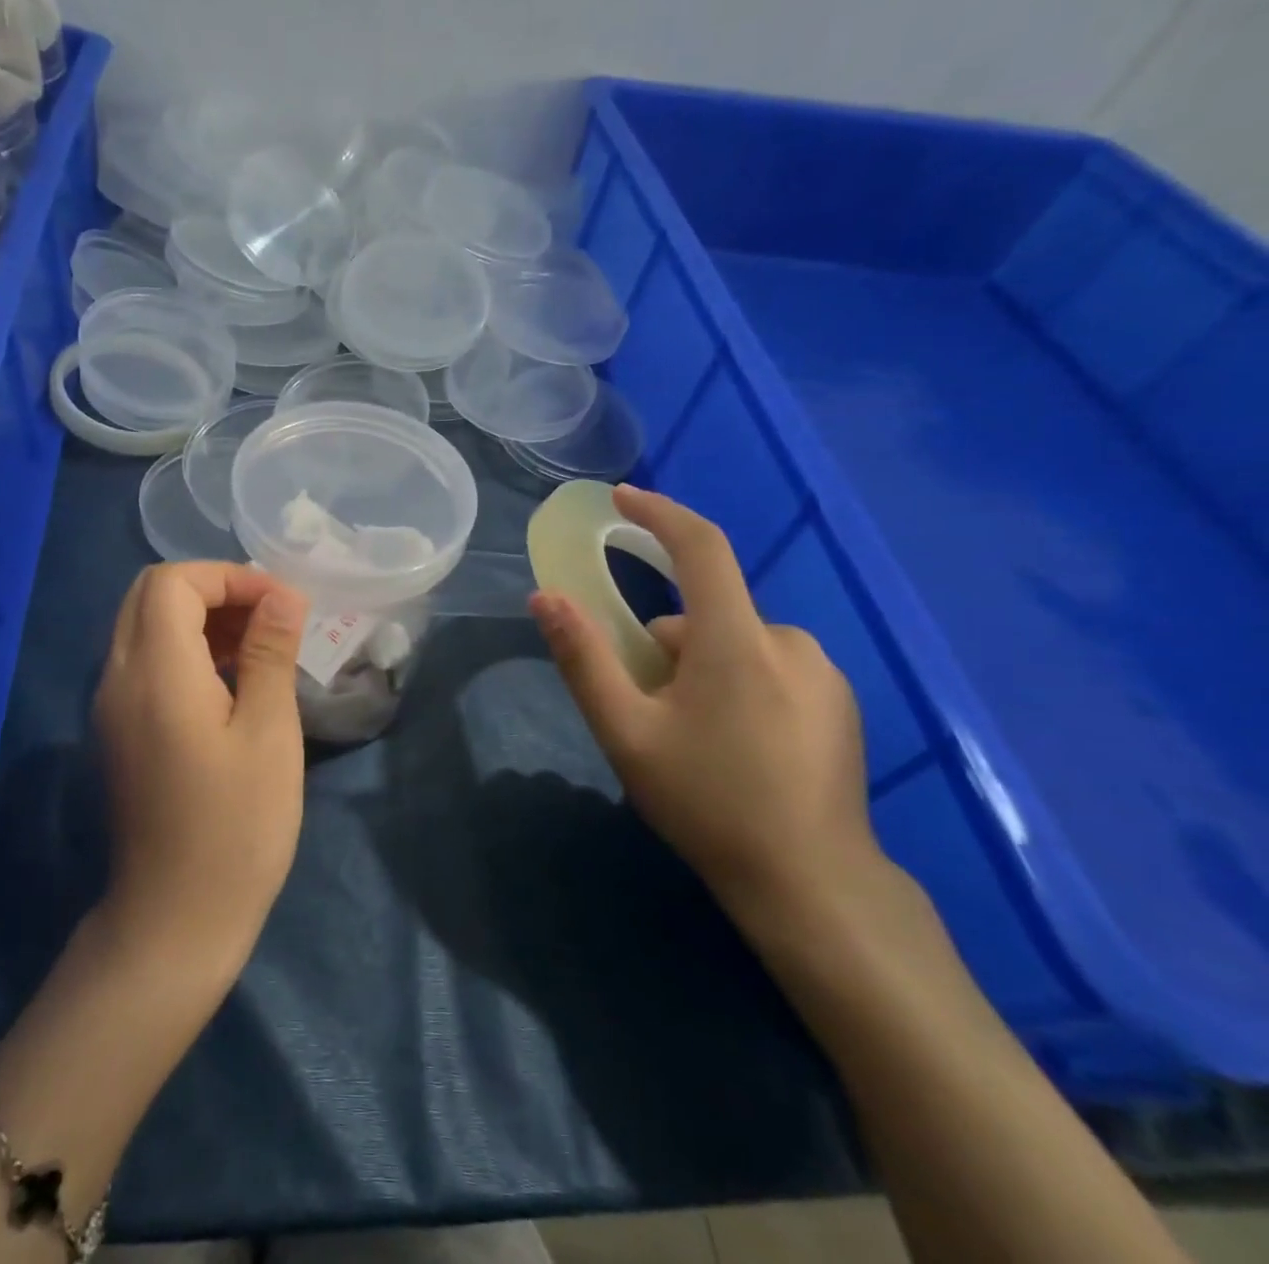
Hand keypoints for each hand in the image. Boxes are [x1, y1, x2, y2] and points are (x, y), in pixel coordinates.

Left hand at [94, 562, 309, 960]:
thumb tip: (283, 595)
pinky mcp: (119, 730)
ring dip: (199, 618)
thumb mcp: (268, 732)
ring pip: (144, 626)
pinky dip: (184, 648)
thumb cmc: (236, 827)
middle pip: (150, 594)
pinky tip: (230, 679)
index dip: (228, 577)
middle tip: (268, 617)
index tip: (280, 605)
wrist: (175, 920)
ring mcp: (111, 705)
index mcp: (155, 672)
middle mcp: (119, 677)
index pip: (172, 582)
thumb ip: (269, 652)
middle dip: (212, 590)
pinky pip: (144, 661)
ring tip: (258, 645)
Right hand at [529, 485, 879, 927]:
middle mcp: (789, 642)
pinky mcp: (841, 703)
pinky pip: (772, 668)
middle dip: (667, 646)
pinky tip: (741, 748)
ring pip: (738, 644)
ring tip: (695, 738)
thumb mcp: (626, 733)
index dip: (658, 514)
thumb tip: (544, 597)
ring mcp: (824, 674)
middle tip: (649, 710)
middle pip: (707, 615)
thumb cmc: (708, 803)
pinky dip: (741, 684)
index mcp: (736, 641)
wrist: (812, 886)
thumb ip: (583, 659)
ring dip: (704, 668)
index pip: (700, 548)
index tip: (621, 499)